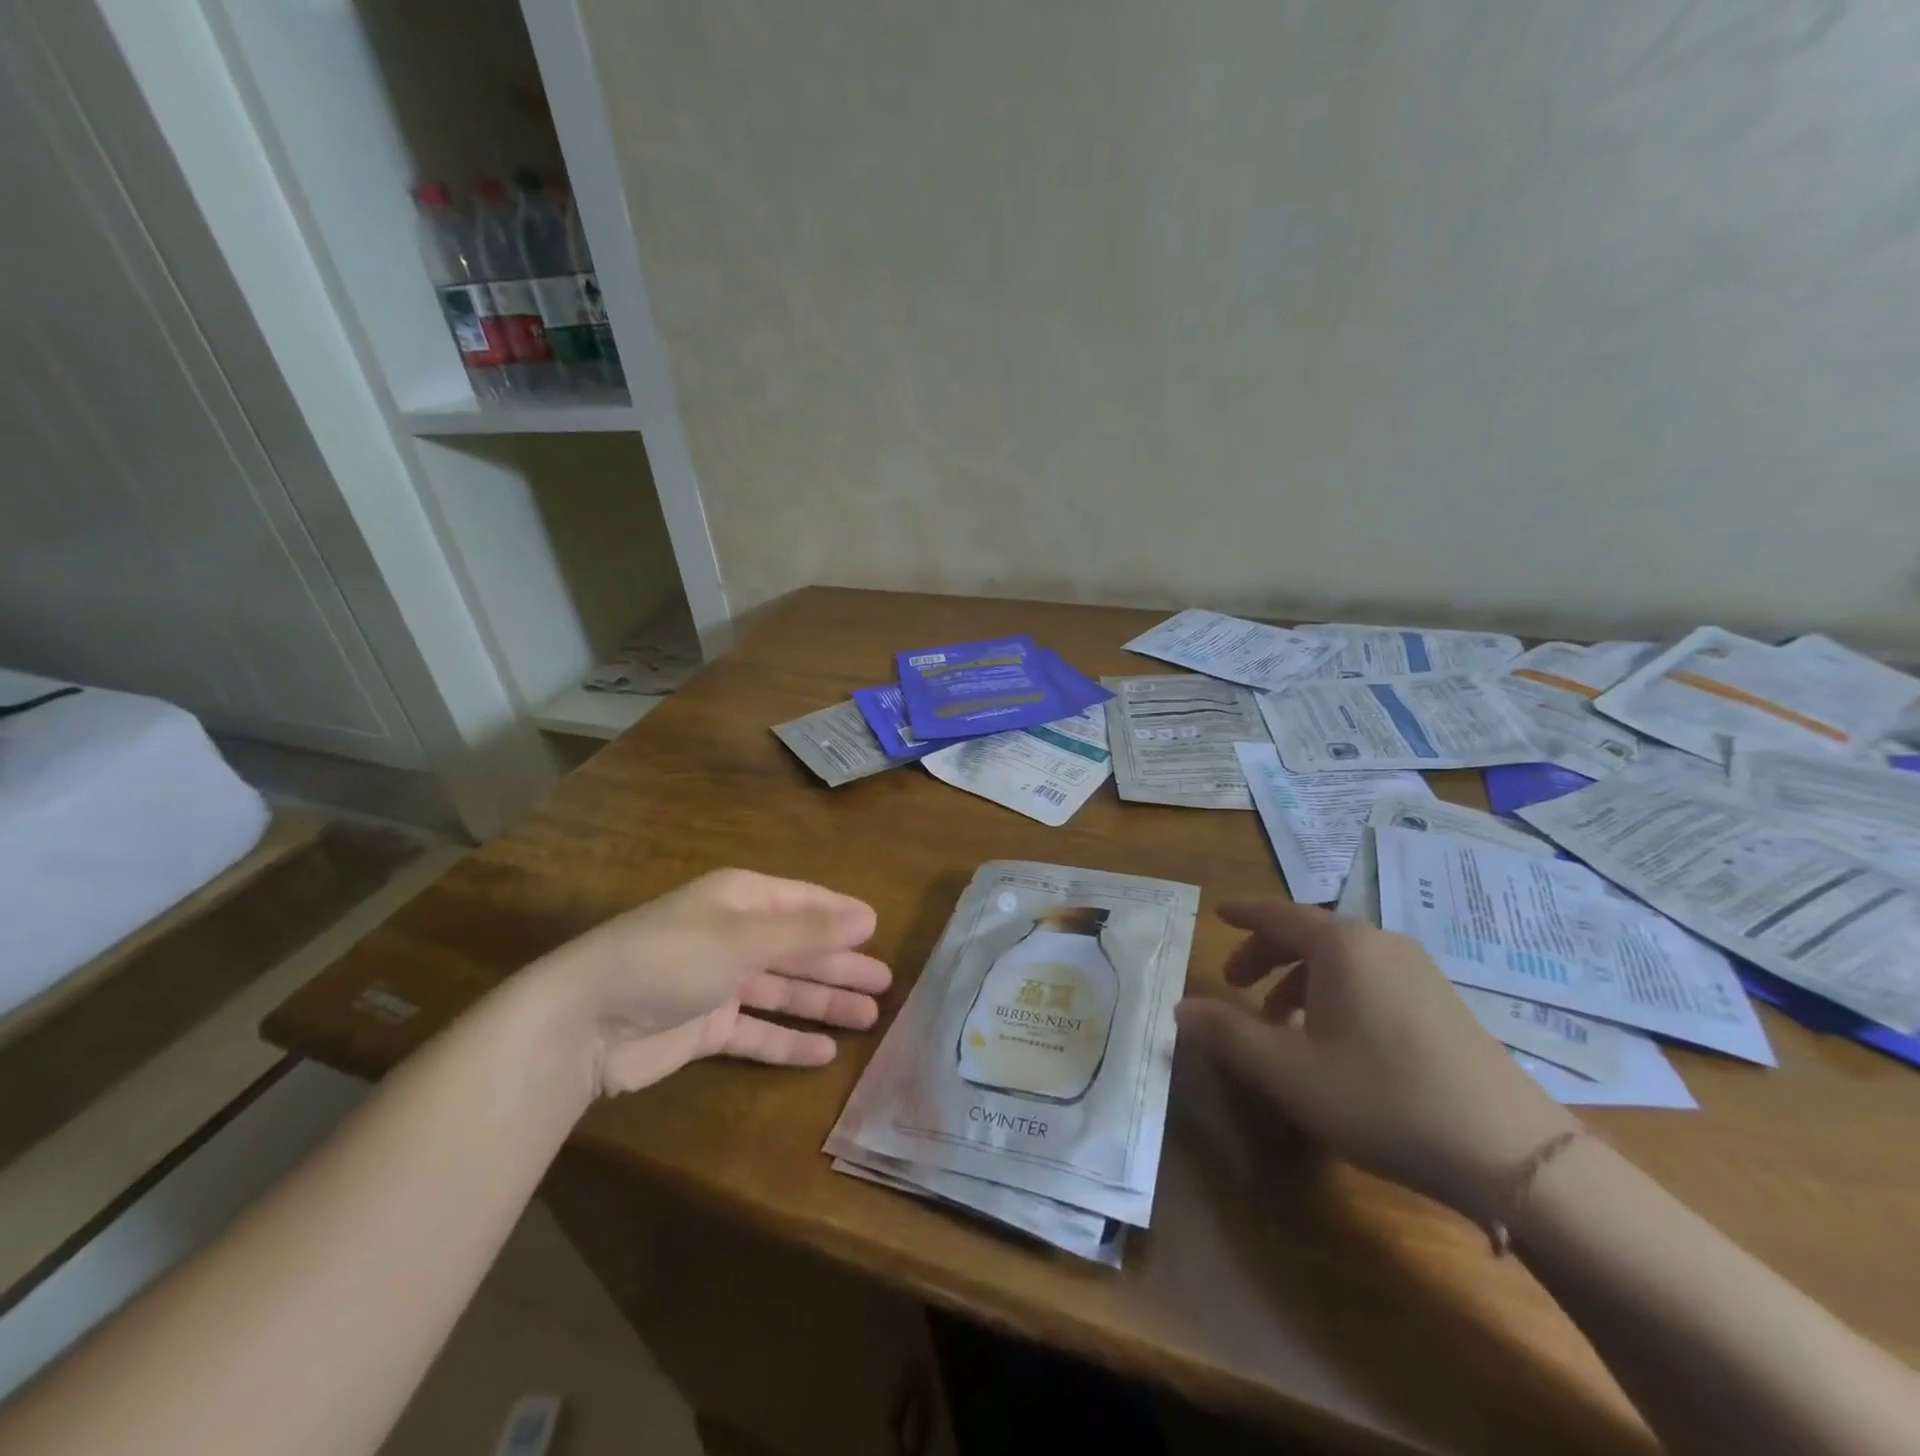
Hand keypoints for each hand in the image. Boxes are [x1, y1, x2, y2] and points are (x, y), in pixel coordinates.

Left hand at [528, 869, 891, 1096]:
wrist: (582, 1023)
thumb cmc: (670, 959)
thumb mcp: (744, 938)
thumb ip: (807, 931)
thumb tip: (868, 918)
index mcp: (740, 900)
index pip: (803, 902)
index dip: (842, 915)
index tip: (880, 929)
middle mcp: (732, 935)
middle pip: (798, 948)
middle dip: (841, 964)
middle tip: (886, 983)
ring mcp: (718, 983)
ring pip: (783, 990)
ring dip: (823, 1001)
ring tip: (869, 1017)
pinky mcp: (705, 1027)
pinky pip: (757, 1030)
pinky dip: (787, 1039)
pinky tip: (823, 1052)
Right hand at [1176, 900, 1576, 1220]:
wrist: (1513, 1157)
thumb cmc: (1384, 1098)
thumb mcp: (1288, 1072)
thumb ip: (1227, 1035)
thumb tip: (1180, 1008)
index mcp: (1342, 945)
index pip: (1278, 914)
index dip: (1243, 915)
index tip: (1218, 914)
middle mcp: (1380, 944)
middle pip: (1308, 934)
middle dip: (1266, 956)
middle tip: (1236, 986)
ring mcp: (1419, 973)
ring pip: (1341, 961)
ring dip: (1300, 982)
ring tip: (1280, 1025)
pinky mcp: (1443, 1005)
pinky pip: (1371, 980)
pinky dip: (1336, 995)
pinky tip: (1334, 1043)